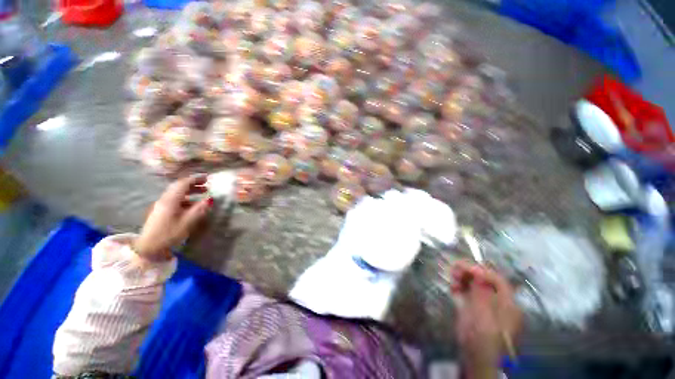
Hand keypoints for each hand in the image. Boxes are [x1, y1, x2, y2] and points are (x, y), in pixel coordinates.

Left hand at [134, 175, 212, 260]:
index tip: (207, 177)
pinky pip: (176, 199)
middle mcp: (165, 199)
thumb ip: (199, 209)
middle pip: (179, 186)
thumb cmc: (168, 234)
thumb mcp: (187, 222)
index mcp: (171, 200)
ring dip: (190, 190)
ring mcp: (162, 205)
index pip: (183, 184)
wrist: (148, 247)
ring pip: (177, 193)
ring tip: (203, 192)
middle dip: (193, 183)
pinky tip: (193, 204)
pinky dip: (186, 198)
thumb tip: (210, 199)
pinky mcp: (162, 211)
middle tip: (207, 183)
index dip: (195, 179)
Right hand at [450, 260, 521, 378]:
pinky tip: (453, 287)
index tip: (465, 267)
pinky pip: (468, 293)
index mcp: (507, 304)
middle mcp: (498, 302)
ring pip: (475, 285)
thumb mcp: (484, 316)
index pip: (497, 280)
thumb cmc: (484, 339)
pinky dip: (460, 287)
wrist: (477, 359)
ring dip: (464, 278)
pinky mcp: (474, 309)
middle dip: (470, 272)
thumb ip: (482, 293)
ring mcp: (486, 305)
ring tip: (453, 277)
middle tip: (455, 268)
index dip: (482, 271)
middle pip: (485, 281)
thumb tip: (478, 271)